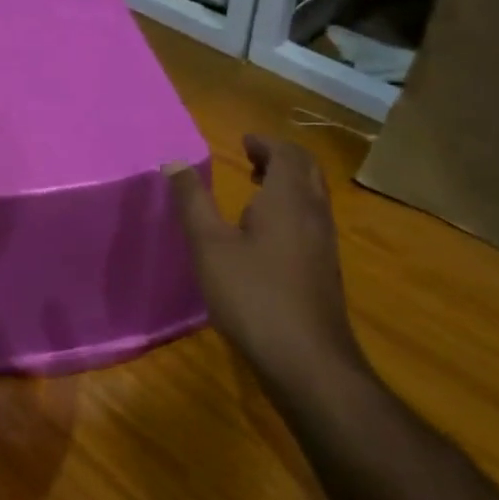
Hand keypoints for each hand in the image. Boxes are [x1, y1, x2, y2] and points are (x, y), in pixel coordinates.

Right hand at [168, 136, 364, 383]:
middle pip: (307, 171)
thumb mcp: (209, 246)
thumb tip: (173, 162)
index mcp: (288, 200)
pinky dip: (292, 209)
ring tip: (257, 189)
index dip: (265, 143)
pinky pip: (312, 221)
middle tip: (252, 158)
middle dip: (281, 158)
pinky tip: (267, 235)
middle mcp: (314, 214)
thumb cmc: (252, 295)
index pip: (287, 154)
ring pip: (313, 197)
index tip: (244, 141)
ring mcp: (324, 244)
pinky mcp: (325, 270)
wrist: (306, 358)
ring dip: (288, 184)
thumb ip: (192, 202)